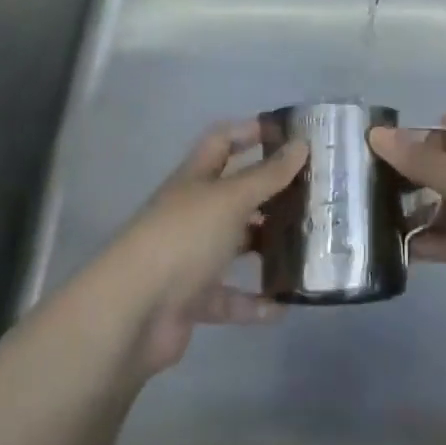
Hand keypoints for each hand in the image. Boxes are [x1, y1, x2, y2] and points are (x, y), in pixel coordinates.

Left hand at [94, 123, 307, 375]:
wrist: (132, 312)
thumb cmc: (183, 238)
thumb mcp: (230, 199)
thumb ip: (267, 174)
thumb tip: (301, 143)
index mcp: (196, 178)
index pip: (223, 141)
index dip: (251, 131)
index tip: (290, 134)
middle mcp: (193, 211)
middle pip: (235, 193)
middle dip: (271, 192)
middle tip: (313, 194)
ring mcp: (190, 256)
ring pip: (235, 244)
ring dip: (267, 246)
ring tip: (308, 246)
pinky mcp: (192, 299)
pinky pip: (229, 297)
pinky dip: (254, 303)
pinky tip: (283, 306)